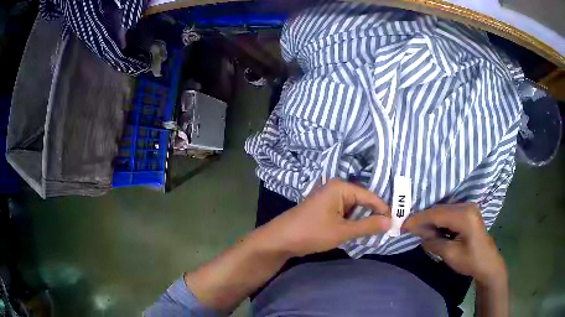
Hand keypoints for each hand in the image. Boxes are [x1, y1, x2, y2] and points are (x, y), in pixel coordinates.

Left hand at [258, 179, 390, 256]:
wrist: (281, 239)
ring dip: (361, 220)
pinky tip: (355, 231)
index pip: (370, 197)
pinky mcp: (324, 208)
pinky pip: (343, 212)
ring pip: (353, 208)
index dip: (383, 210)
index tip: (395, 223)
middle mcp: (335, 188)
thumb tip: (390, 221)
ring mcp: (328, 198)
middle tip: (385, 230)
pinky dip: (350, 222)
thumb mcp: (342, 231)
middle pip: (362, 201)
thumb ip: (367, 226)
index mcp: (341, 187)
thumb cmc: (312, 232)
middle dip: (372, 216)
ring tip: (372, 232)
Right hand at [402, 203, 505, 284]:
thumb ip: (434, 243)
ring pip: (443, 211)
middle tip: (408, 229)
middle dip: (423, 219)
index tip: (403, 225)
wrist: (488, 263)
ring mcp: (468, 208)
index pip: (437, 213)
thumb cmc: (471, 260)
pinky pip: (449, 214)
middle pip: (440, 210)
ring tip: (419, 231)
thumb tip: (421, 236)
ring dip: (431, 220)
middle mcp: (467, 206)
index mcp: (464, 215)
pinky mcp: (468, 213)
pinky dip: (439, 221)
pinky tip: (433, 230)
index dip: (419, 218)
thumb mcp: (450, 255)